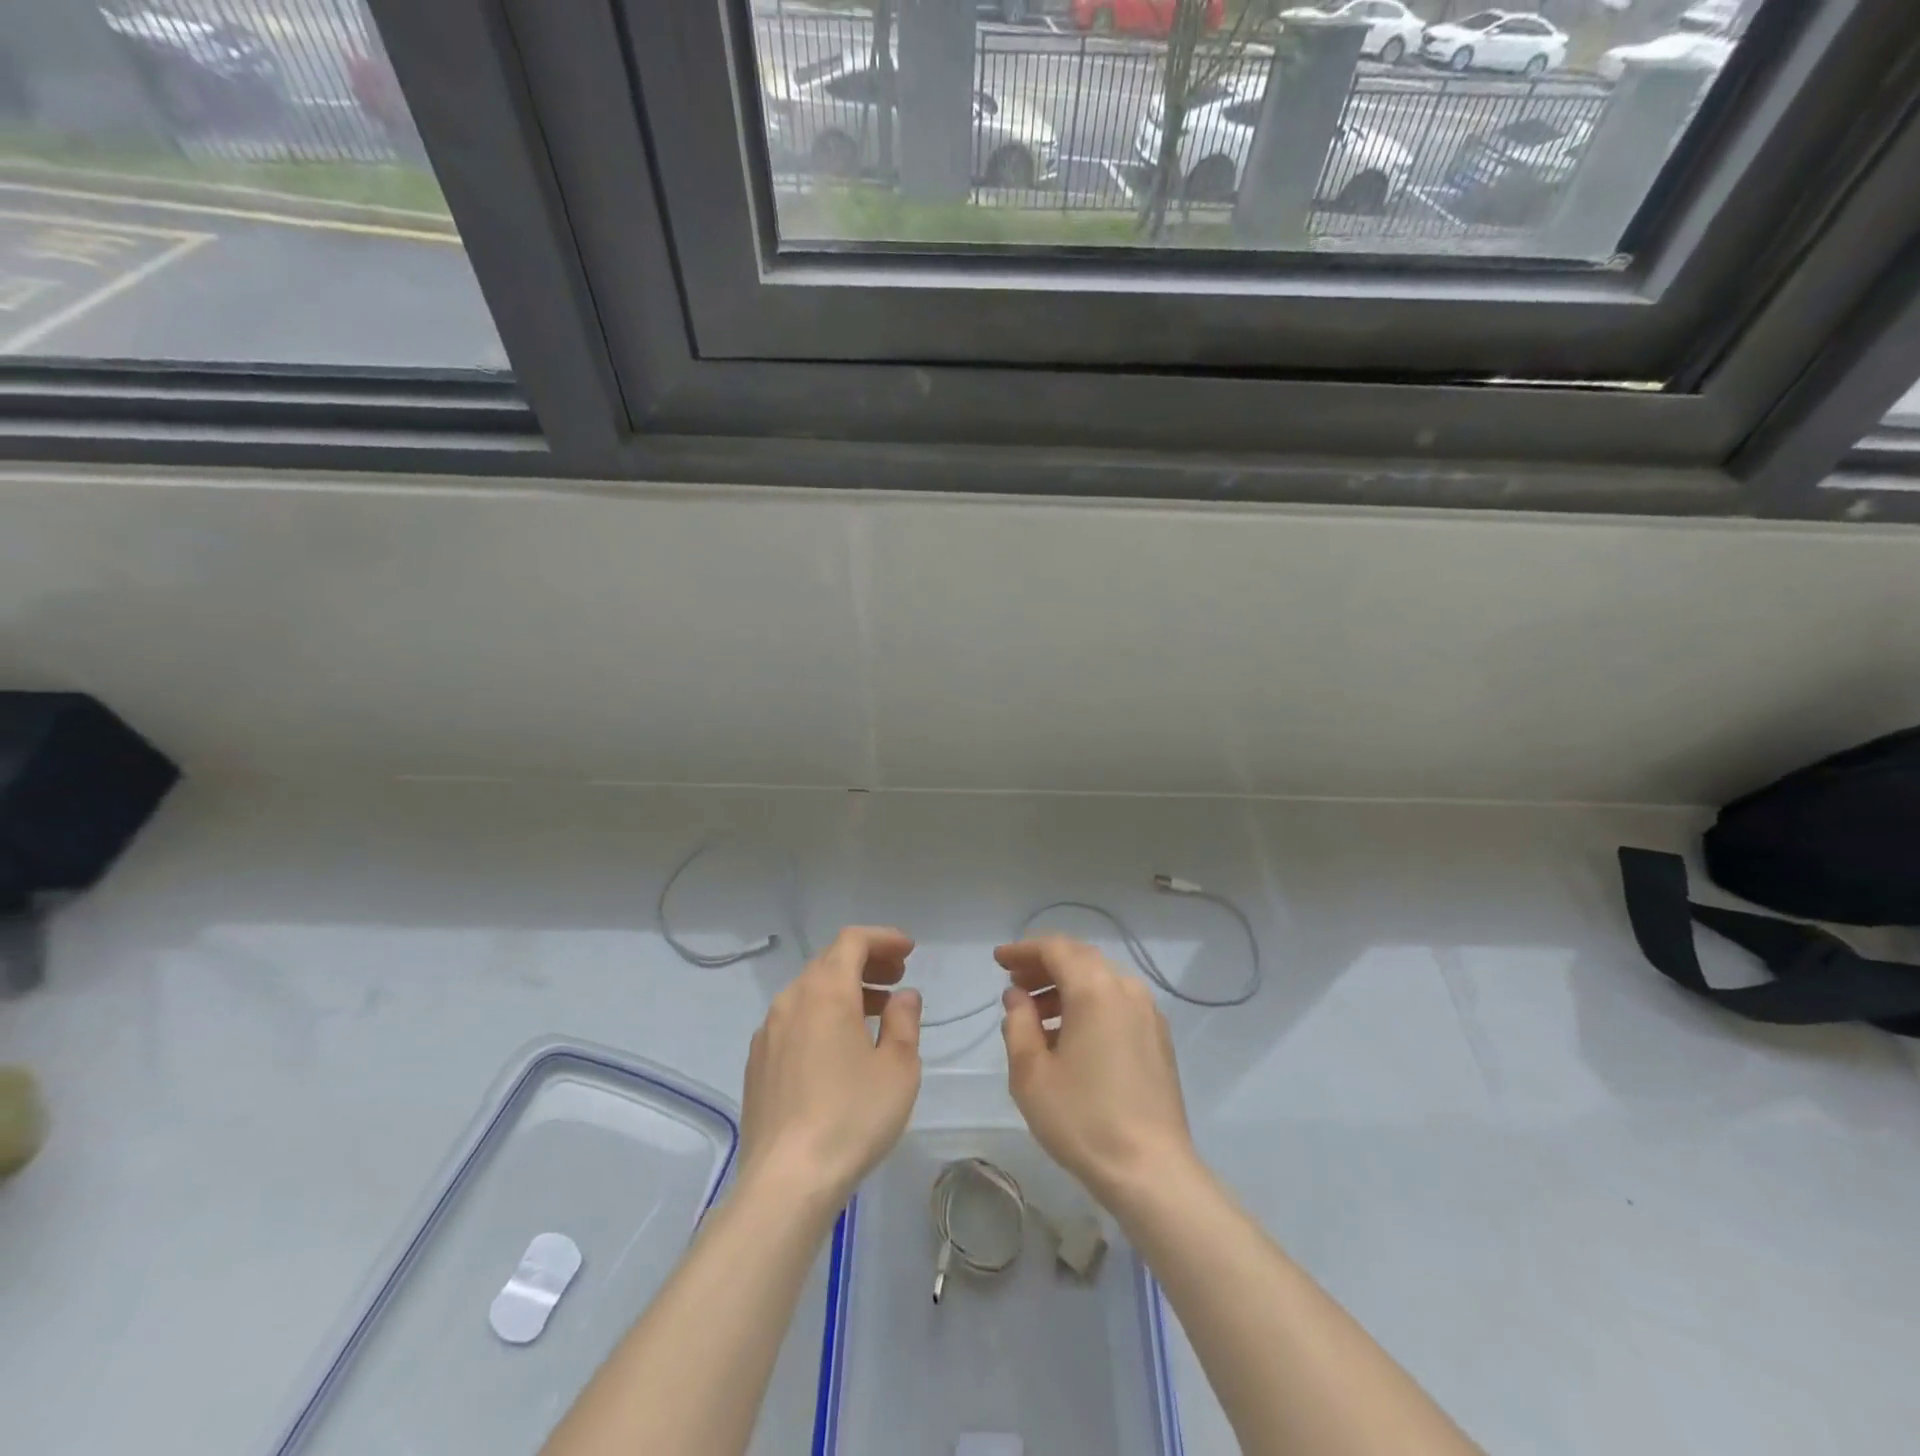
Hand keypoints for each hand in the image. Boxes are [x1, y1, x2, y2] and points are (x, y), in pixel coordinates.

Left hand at [738, 926, 922, 1213]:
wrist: (786, 1181)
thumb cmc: (852, 1117)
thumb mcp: (898, 1067)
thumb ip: (903, 1021)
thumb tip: (902, 997)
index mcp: (826, 991)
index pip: (852, 941)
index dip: (883, 938)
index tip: (909, 951)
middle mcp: (791, 1000)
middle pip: (829, 961)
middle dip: (867, 962)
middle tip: (898, 978)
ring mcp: (768, 1031)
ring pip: (810, 991)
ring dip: (845, 990)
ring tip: (875, 1012)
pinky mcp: (757, 1062)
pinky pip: (794, 1019)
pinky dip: (822, 1015)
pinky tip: (839, 1047)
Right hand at [997, 936, 1196, 1205]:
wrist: (1151, 1170)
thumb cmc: (1083, 1119)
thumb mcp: (1031, 1073)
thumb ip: (1018, 1024)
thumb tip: (1018, 996)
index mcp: (1095, 989)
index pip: (1055, 949)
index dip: (1024, 950)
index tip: (999, 960)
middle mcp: (1126, 989)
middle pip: (1080, 959)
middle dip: (1044, 965)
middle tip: (1014, 982)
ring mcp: (1148, 1013)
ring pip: (1100, 980)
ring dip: (1066, 986)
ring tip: (1035, 1013)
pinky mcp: (1158, 1038)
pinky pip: (1117, 1002)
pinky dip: (1089, 1004)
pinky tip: (1070, 1035)